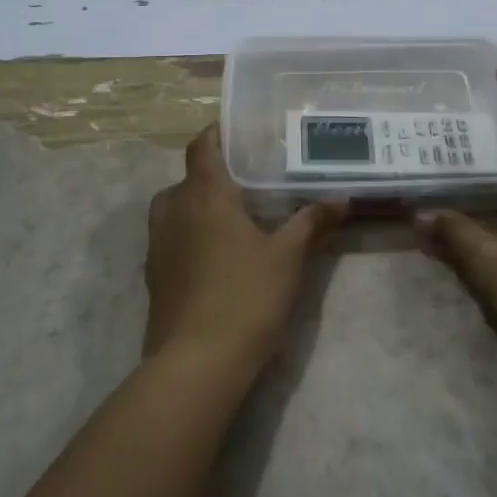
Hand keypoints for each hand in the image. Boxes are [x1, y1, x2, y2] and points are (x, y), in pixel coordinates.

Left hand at [145, 125, 347, 374]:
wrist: (195, 364)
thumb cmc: (245, 297)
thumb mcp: (288, 257)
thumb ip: (312, 221)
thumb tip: (342, 199)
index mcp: (204, 193)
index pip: (203, 143)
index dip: (219, 132)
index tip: (244, 133)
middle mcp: (173, 208)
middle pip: (191, 176)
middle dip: (218, 174)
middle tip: (253, 180)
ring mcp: (158, 242)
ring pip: (178, 207)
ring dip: (202, 205)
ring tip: (239, 216)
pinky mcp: (154, 273)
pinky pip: (173, 236)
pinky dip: (193, 233)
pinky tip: (221, 253)